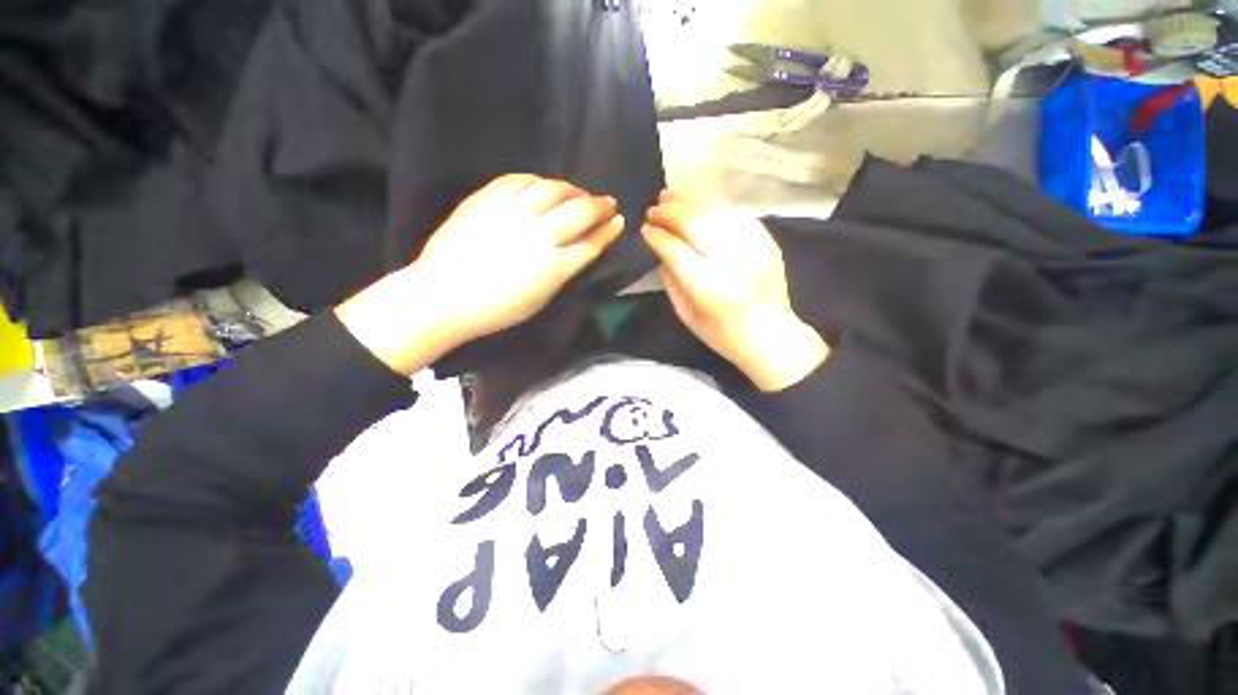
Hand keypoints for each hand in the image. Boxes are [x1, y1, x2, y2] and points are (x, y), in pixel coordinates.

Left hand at [337, 175, 623, 374]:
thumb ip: (562, 272)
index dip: (609, 230)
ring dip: (573, 189)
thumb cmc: (495, 310)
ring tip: (579, 192)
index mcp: (554, 268)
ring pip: (553, 190)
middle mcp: (539, 235)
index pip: (591, 243)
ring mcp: (512, 214)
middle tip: (608, 202)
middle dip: (600, 205)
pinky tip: (543, 184)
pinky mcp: (487, 200)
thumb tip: (576, 251)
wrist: (443, 296)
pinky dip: (537, 180)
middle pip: (579, 212)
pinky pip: (519, 180)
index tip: (619, 221)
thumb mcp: (540, 300)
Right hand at [642, 189, 827, 391]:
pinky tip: (700, 199)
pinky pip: (738, 211)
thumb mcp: (687, 315)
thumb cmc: (722, 334)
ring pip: (717, 208)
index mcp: (707, 287)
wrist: (771, 337)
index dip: (656, 235)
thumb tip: (660, 250)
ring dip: (691, 197)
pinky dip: (716, 202)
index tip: (645, 228)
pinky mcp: (767, 241)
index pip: (675, 249)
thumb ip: (671, 281)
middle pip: (694, 221)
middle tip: (654, 208)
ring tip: (671, 193)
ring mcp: (753, 247)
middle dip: (669, 211)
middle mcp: (731, 261)